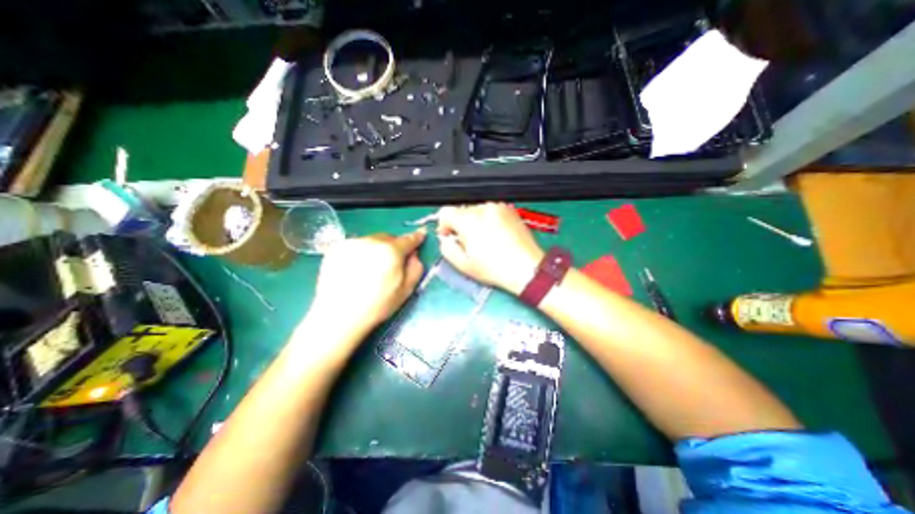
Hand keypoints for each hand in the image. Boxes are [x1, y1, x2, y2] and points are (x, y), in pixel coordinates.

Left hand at [309, 228, 426, 335]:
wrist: (338, 315)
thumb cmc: (377, 305)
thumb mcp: (406, 290)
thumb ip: (415, 268)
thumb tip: (414, 255)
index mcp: (391, 251)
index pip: (408, 240)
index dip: (416, 238)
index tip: (421, 235)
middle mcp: (372, 241)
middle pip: (389, 238)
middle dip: (393, 246)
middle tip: (391, 263)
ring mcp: (352, 243)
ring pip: (371, 240)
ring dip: (376, 249)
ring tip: (370, 268)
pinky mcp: (336, 248)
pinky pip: (356, 245)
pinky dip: (360, 252)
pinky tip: (355, 269)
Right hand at [436, 203, 542, 294]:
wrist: (527, 268)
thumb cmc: (495, 269)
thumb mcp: (463, 265)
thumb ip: (447, 248)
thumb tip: (446, 239)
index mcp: (469, 220)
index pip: (446, 212)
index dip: (444, 225)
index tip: (450, 237)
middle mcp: (484, 209)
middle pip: (462, 211)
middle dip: (461, 226)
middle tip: (469, 244)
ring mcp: (499, 208)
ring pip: (477, 211)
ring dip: (475, 223)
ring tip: (485, 242)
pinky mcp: (510, 210)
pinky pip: (491, 212)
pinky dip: (489, 221)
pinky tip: (496, 237)